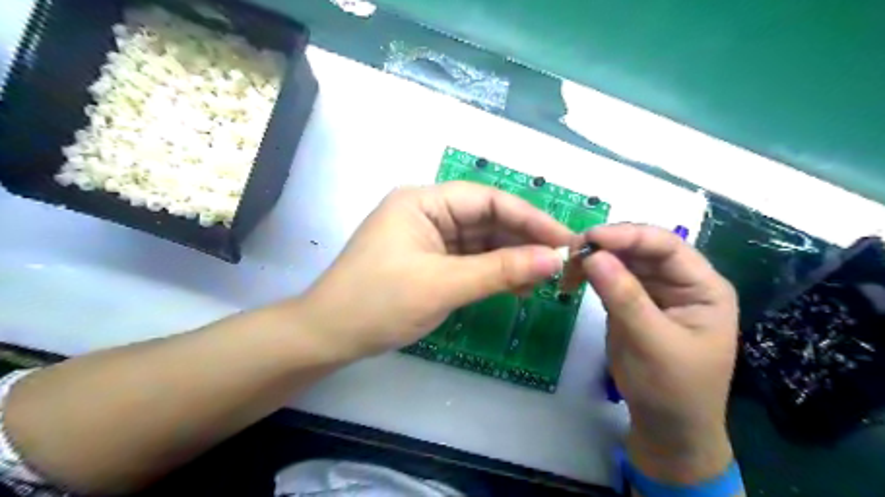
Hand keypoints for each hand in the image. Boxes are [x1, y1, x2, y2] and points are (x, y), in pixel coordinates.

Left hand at [298, 182, 574, 361]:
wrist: (329, 336)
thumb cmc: (379, 303)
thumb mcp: (443, 285)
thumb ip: (501, 270)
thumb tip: (554, 259)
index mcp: (424, 201)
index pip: (488, 200)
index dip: (530, 218)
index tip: (566, 240)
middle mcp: (428, 212)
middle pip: (487, 219)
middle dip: (524, 240)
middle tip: (562, 262)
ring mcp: (429, 237)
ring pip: (481, 241)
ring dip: (512, 258)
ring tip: (545, 278)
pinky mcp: (430, 260)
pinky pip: (470, 260)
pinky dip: (494, 271)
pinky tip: (518, 285)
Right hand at [571, 224, 737, 483]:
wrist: (666, 429)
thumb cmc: (673, 389)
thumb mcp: (651, 343)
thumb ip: (624, 297)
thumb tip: (593, 255)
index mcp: (703, 287)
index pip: (667, 246)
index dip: (629, 235)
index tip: (590, 237)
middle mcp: (680, 282)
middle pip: (641, 249)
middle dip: (606, 246)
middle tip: (570, 251)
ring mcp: (654, 291)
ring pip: (622, 260)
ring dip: (594, 259)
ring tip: (566, 265)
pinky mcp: (631, 302)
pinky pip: (610, 278)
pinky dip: (590, 275)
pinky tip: (573, 277)